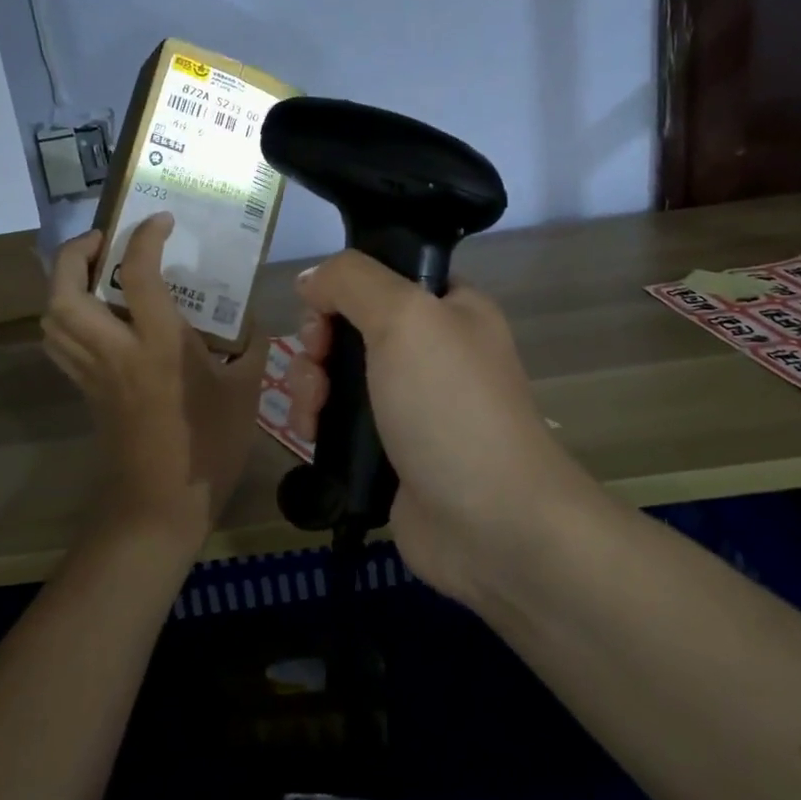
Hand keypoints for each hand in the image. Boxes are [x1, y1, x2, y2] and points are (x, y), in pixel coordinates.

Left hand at [43, 216, 267, 554]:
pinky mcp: (84, 390)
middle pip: (65, 291)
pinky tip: (93, 315)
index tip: (160, 221)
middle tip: (103, 241)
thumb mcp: (244, 392)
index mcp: (159, 345)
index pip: (138, 273)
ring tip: (93, 271)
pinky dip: (64, 316)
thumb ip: (250, 348)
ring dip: (63, 283)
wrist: (160, 506)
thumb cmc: (208, 448)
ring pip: (51, 316)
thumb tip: (251, 318)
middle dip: (74, 253)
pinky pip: (59, 343)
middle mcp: (115, 351)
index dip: (145, 236)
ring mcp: (93, 372)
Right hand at [286, 252, 589, 600]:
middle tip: (318, 364)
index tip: (323, 311)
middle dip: (318, 341)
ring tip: (312, 412)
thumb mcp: (405, 318)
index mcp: (450, 308)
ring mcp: (409, 403)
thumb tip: (310, 280)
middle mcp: (430, 350)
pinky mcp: (388, 449)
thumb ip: (352, 281)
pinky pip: (338, 419)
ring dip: (310, 384)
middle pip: (350, 324)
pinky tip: (309, 435)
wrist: (491, 523)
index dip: (342, 287)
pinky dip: (316, 421)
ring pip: (337, 372)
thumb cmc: (450, 406)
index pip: (382, 276)